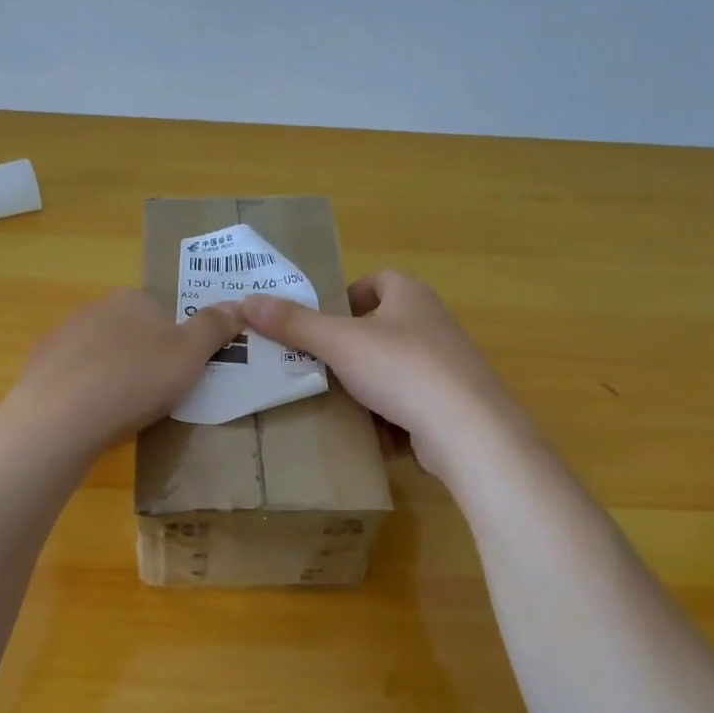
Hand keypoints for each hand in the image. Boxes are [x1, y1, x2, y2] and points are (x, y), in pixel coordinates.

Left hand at [0, 289, 244, 460]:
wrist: (61, 416)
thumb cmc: (136, 379)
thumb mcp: (190, 354)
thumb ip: (214, 327)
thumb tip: (238, 304)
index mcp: (131, 299)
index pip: (160, 313)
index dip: (174, 343)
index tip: (177, 374)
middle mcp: (92, 309)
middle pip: (128, 333)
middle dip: (141, 359)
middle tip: (152, 395)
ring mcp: (60, 338)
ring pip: (98, 356)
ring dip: (110, 376)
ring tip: (120, 411)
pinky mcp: (38, 369)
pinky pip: (71, 379)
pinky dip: (82, 394)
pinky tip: (88, 418)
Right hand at [242, 270, 525, 475]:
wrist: (467, 430)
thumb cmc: (402, 369)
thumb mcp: (339, 343)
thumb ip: (294, 323)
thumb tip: (246, 301)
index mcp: (411, 296)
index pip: (377, 280)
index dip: (346, 295)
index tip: (320, 322)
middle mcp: (433, 324)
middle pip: (381, 327)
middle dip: (348, 347)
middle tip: (315, 364)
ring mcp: (446, 365)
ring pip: (393, 368)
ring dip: (365, 383)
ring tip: (332, 400)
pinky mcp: (450, 403)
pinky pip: (408, 402)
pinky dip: (387, 414)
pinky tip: (366, 432)